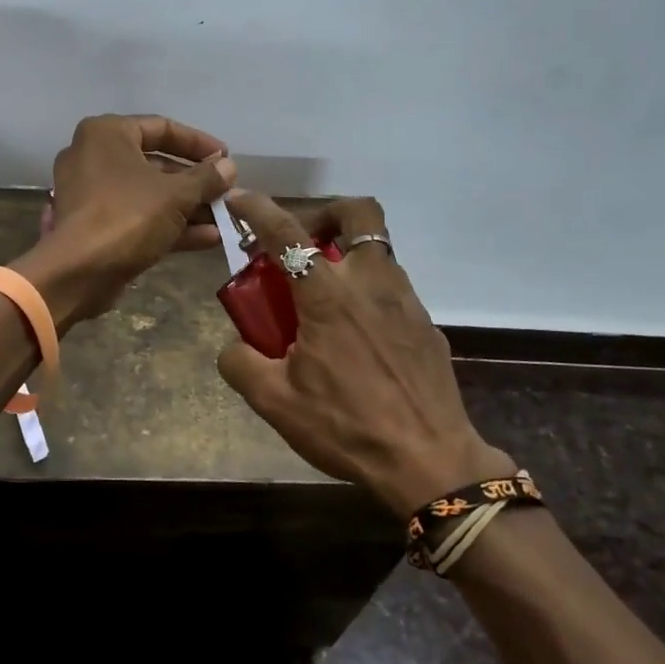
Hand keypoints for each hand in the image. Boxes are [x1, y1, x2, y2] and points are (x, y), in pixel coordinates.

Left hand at [15, 114, 236, 326]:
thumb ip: (206, 178)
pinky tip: (209, 238)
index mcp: (107, 134)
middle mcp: (94, 156)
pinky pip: (137, 216)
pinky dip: (169, 225)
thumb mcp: (176, 194)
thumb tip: (228, 167)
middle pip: (155, 163)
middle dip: (195, 182)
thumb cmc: (128, 216)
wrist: (79, 272)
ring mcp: (92, 193)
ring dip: (187, 207)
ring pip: (149, 194)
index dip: (198, 143)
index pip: (161, 127)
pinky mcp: (95, 225)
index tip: (226, 158)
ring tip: (225, 219)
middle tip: (226, 192)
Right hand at [215, 193, 513, 516]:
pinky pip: (393, 289)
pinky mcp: (428, 325)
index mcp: (329, 295)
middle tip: (305, 245)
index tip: (240, 200)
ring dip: (348, 256)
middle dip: (327, 214)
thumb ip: (241, 363)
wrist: (430, 463)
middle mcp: (371, 283)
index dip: (259, 209)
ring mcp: (407, 302)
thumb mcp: (275, 402)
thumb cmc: (347, 426)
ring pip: (379, 251)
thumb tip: (234, 345)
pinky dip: (369, 292)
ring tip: (325, 298)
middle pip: (359, 214)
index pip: (287, 233)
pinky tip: (357, 337)